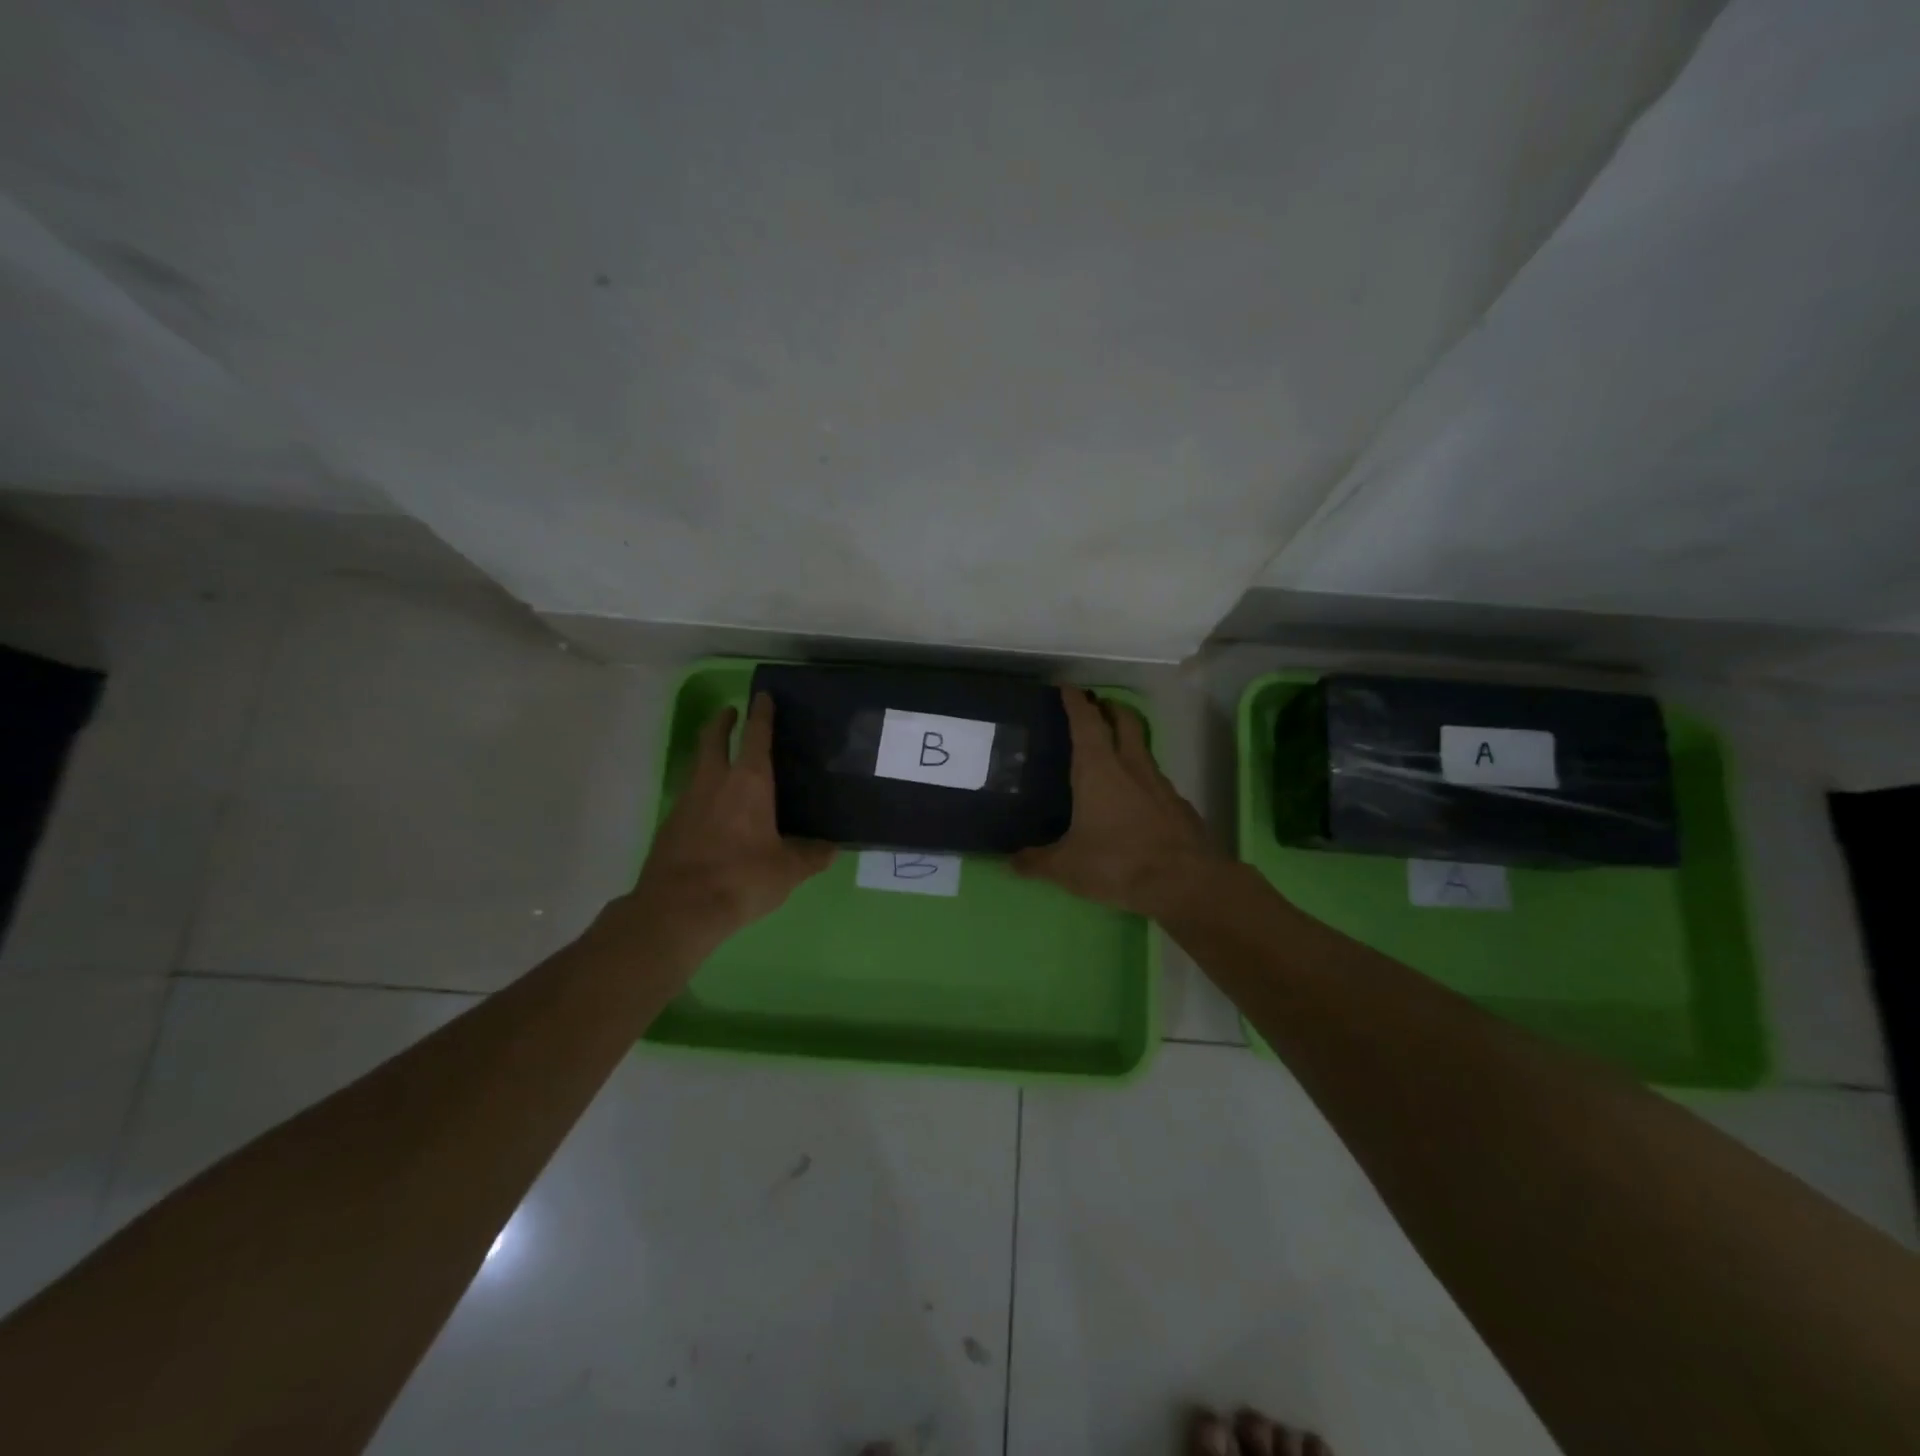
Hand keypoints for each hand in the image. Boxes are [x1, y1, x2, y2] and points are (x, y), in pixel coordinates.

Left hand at [626, 693, 834, 946]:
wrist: (679, 908)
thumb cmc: (742, 878)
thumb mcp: (788, 870)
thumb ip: (811, 856)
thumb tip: (831, 848)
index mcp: (750, 782)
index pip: (756, 735)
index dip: (762, 713)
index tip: (762, 696)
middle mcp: (716, 782)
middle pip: (713, 739)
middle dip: (722, 721)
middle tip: (730, 712)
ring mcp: (688, 801)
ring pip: (698, 766)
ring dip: (709, 754)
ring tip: (723, 760)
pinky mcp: (671, 825)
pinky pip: (690, 796)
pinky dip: (702, 791)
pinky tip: (712, 810)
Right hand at [1012, 687, 1223, 919]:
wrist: (1184, 883)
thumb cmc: (1117, 863)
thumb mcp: (1067, 867)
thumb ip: (1037, 861)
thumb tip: (1011, 861)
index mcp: (1098, 770)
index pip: (1086, 722)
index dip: (1075, 702)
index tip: (1067, 688)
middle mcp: (1131, 767)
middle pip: (1124, 722)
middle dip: (1110, 708)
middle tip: (1097, 706)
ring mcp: (1160, 784)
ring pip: (1143, 750)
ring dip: (1129, 742)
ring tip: (1113, 754)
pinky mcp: (1179, 806)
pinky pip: (1157, 782)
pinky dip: (1143, 779)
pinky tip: (1136, 800)